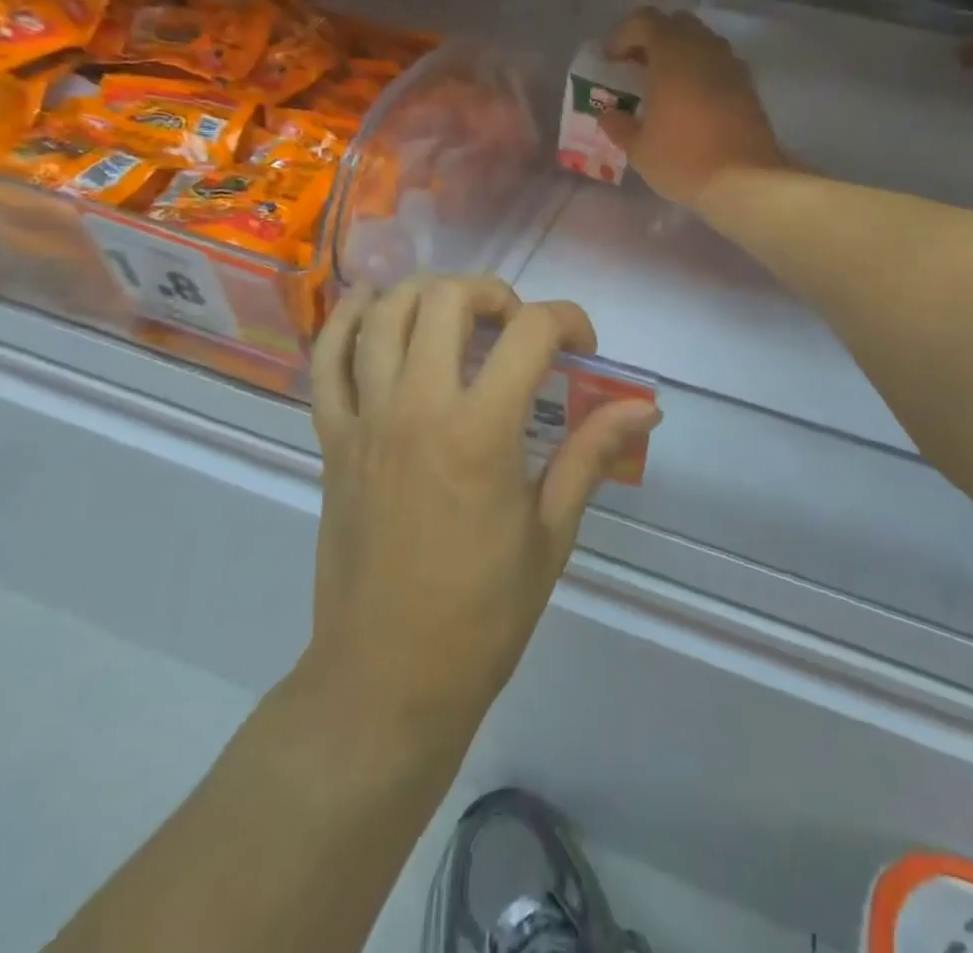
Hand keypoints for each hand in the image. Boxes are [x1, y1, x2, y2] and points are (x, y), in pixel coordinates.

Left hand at [304, 276, 659, 745]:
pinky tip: (373, 304)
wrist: (386, 678)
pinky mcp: (332, 439)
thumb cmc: (482, 614)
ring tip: (458, 317)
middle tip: (516, 330)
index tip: (583, 348)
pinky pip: (327, 359)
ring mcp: (365, 419)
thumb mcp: (551, 532)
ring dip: (428, 295)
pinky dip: (346, 319)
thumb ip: (591, 453)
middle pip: (448, 299)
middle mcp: (417, 407)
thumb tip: (646, 408)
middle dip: (495, 295)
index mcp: (481, 432)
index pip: (531, 331)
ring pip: (385, 313)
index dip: (568, 321)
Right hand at [601, 8, 786, 207]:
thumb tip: (608, 114)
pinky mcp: (748, 84)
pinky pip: (719, 63)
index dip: (623, 36)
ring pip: (701, 41)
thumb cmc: (684, 159)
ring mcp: (730, 64)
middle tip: (639, 68)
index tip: (612, 62)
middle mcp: (703, 48)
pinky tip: (693, 101)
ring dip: (680, 53)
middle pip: (675, 23)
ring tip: (666, 86)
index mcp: (671, 54)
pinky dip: (702, 70)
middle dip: (654, 39)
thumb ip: (618, 125)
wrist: (746, 180)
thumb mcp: (639, 149)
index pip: (644, 20)